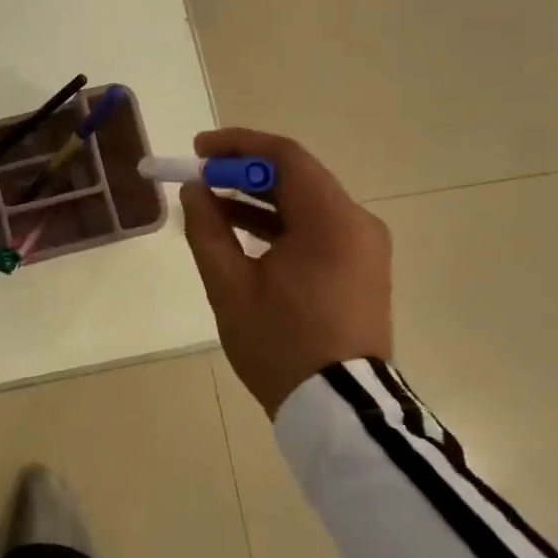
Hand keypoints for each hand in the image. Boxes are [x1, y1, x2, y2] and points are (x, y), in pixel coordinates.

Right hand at [180, 128, 392, 417]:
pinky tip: (240, 233)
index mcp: (331, 221)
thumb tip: (194, 190)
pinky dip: (278, 222)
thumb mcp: (230, 286)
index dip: (238, 145)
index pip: (285, 157)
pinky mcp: (360, 268)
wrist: (341, 412)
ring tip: (210, 202)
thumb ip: (207, 228)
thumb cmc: (281, 344)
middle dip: (244, 170)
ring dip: (258, 197)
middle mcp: (357, 224)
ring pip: (305, 202)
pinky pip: (316, 228)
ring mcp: (363, 248)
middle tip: (199, 175)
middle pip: (296, 176)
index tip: (198, 150)